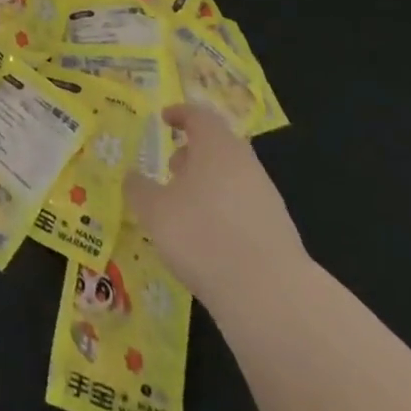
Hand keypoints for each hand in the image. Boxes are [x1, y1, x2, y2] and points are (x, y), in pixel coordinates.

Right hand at [124, 104, 306, 301]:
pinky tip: (209, 238)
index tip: (164, 119)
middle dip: (194, 152)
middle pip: (219, 145)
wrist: (271, 296)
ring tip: (186, 207)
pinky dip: (224, 211)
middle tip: (172, 166)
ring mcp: (267, 198)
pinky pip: (244, 207)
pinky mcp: (278, 232)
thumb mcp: (155, 211)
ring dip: (209, 183)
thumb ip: (139, 189)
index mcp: (217, 146)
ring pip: (233, 177)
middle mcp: (245, 164)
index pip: (199, 115)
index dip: (180, 114)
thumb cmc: (203, 236)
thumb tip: (132, 177)